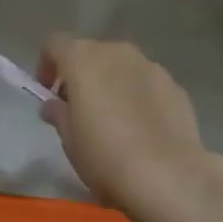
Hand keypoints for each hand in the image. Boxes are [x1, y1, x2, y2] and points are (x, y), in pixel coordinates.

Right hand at [37, 34, 222, 210]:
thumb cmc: (104, 156)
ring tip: (113, 120)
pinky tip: (141, 129)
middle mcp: (118, 53)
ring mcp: (151, 67)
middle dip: (81, 75)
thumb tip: (55, 105)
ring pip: (122, 67)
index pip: (55, 44)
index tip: (49, 92)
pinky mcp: (175, 86)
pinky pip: (147, 84)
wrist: (167, 176)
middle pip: (91, 53)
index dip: (47, 65)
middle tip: (79, 109)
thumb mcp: (69, 140)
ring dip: (112, 84)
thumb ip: (59, 114)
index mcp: (83, 60)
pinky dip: (138, 96)